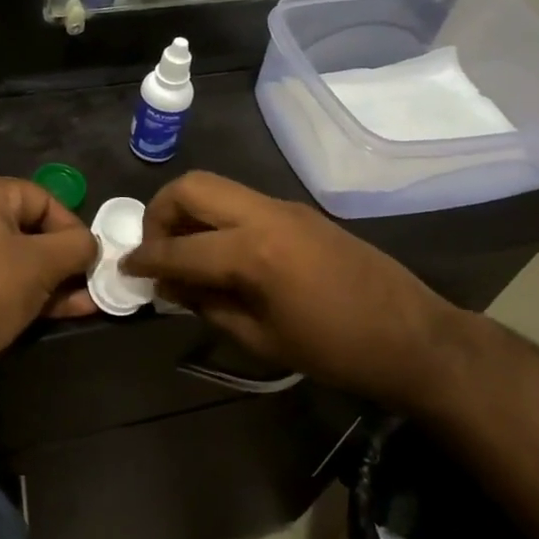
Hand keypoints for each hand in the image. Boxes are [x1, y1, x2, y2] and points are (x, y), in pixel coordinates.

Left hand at [0, 175, 98, 399]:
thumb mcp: (42, 262)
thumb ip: (76, 247)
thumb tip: (92, 246)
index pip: (43, 198)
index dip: (72, 225)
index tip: (92, 255)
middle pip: (35, 229)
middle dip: (68, 256)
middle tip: (96, 277)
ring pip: (26, 261)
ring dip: (60, 279)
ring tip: (94, 297)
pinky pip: (13, 283)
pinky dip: (41, 294)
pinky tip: (76, 309)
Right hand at [122, 171, 471, 406]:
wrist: (414, 337)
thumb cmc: (336, 351)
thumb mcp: (262, 339)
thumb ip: (208, 306)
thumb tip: (171, 288)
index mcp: (253, 251)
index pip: (179, 247)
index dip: (146, 259)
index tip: (125, 268)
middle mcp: (264, 214)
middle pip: (192, 187)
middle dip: (160, 212)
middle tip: (156, 249)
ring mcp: (284, 207)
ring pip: (217, 187)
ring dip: (189, 211)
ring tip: (184, 252)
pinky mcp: (298, 211)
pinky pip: (242, 201)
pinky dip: (217, 217)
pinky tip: (221, 253)